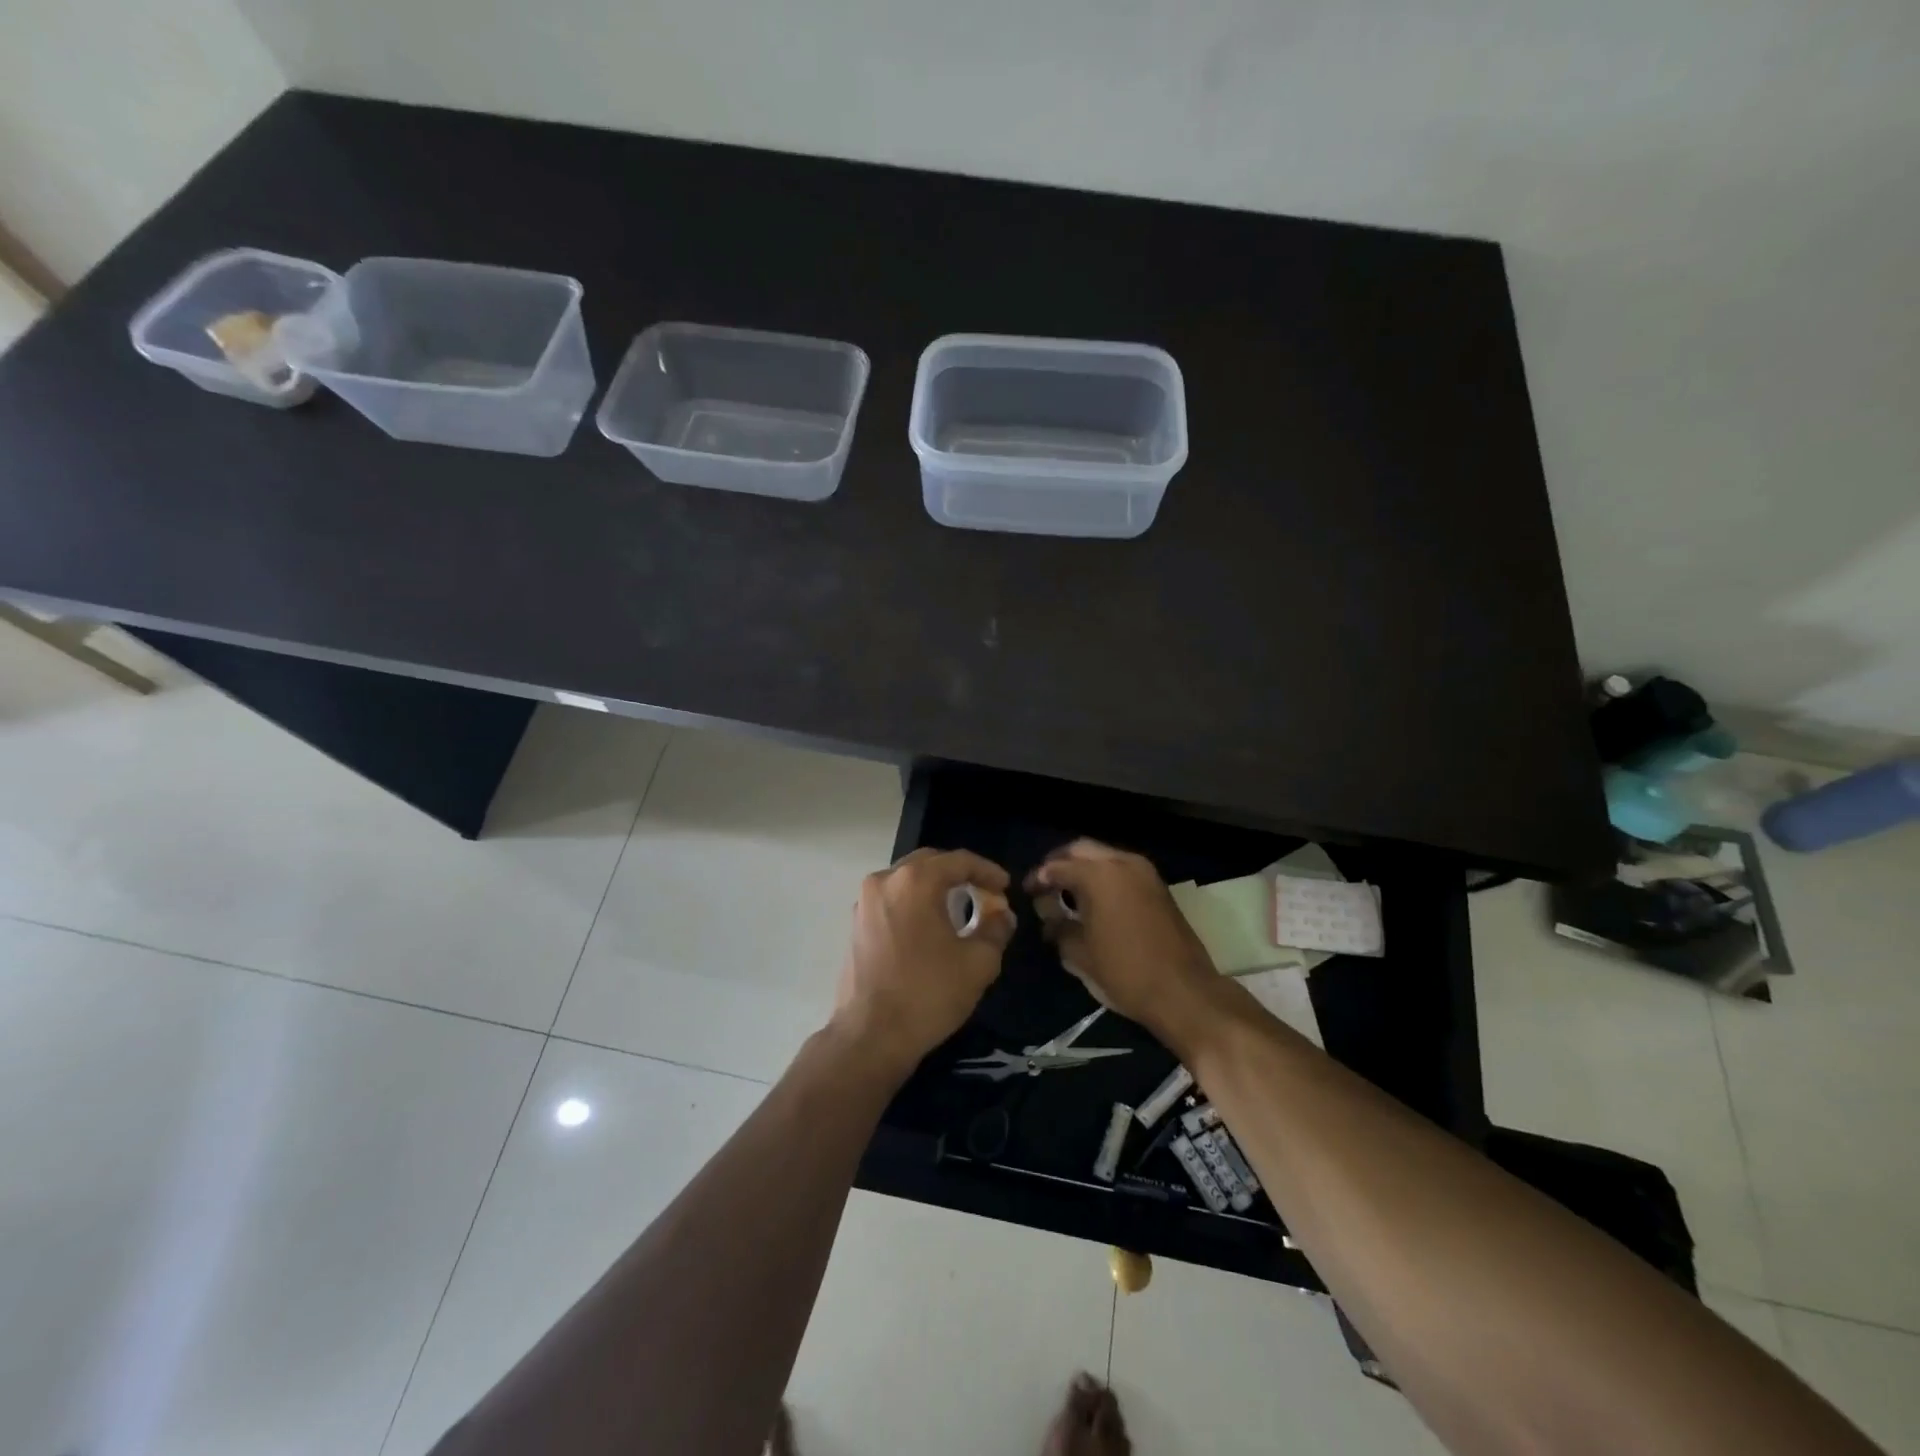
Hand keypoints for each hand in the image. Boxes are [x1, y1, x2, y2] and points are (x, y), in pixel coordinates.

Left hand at [831, 848, 1015, 1080]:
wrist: (871, 1037)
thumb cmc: (928, 994)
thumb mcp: (978, 963)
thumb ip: (996, 929)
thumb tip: (1001, 915)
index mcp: (915, 881)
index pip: (958, 860)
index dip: (987, 870)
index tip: (1005, 886)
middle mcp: (885, 881)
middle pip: (930, 862)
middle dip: (960, 873)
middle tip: (985, 893)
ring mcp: (864, 902)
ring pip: (907, 879)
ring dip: (935, 887)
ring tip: (960, 907)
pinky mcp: (855, 924)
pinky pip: (892, 899)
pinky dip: (914, 902)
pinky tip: (930, 925)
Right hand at [1026, 839, 1220, 1048]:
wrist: (1184, 992)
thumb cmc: (1125, 972)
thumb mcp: (1080, 954)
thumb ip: (1058, 927)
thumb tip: (1049, 916)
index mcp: (1099, 875)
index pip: (1057, 866)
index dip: (1038, 877)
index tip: (1027, 892)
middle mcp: (1123, 863)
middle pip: (1081, 849)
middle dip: (1060, 862)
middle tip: (1045, 884)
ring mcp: (1145, 873)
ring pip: (1104, 856)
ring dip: (1084, 868)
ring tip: (1066, 892)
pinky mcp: (1158, 887)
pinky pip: (1122, 869)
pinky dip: (1104, 876)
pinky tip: (1093, 899)